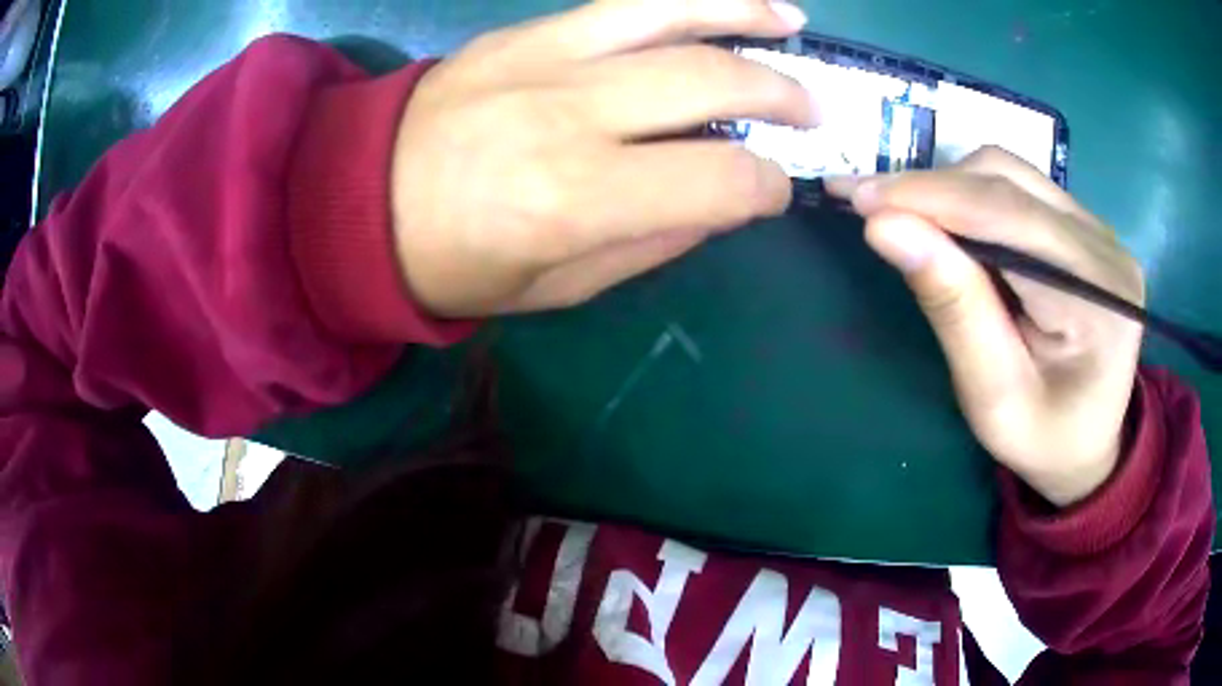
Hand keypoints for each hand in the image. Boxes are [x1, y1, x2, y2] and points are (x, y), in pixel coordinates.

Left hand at [390, 0, 815, 316]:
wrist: (357, 203)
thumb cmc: (454, 262)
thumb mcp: (557, 288)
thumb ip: (651, 241)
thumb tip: (719, 200)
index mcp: (578, 200)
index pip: (721, 179)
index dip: (766, 188)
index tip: (773, 191)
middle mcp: (573, 113)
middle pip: (713, 82)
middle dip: (782, 97)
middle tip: (808, 113)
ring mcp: (546, 57)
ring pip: (674, 15)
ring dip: (749, 14)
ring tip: (795, 24)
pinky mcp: (525, 32)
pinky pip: (623, 1)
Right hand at [827, 147, 1145, 506]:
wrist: (1090, 444)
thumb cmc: (1043, 439)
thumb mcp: (993, 395)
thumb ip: (953, 307)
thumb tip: (885, 227)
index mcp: (1098, 299)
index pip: (1008, 217)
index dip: (931, 197)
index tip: (857, 197)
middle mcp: (1105, 247)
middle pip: (1009, 181)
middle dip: (934, 188)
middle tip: (870, 205)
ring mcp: (1099, 231)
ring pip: (1012, 174)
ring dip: (952, 189)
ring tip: (908, 218)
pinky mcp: (1087, 228)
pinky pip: (1023, 189)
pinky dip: (975, 197)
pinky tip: (951, 225)